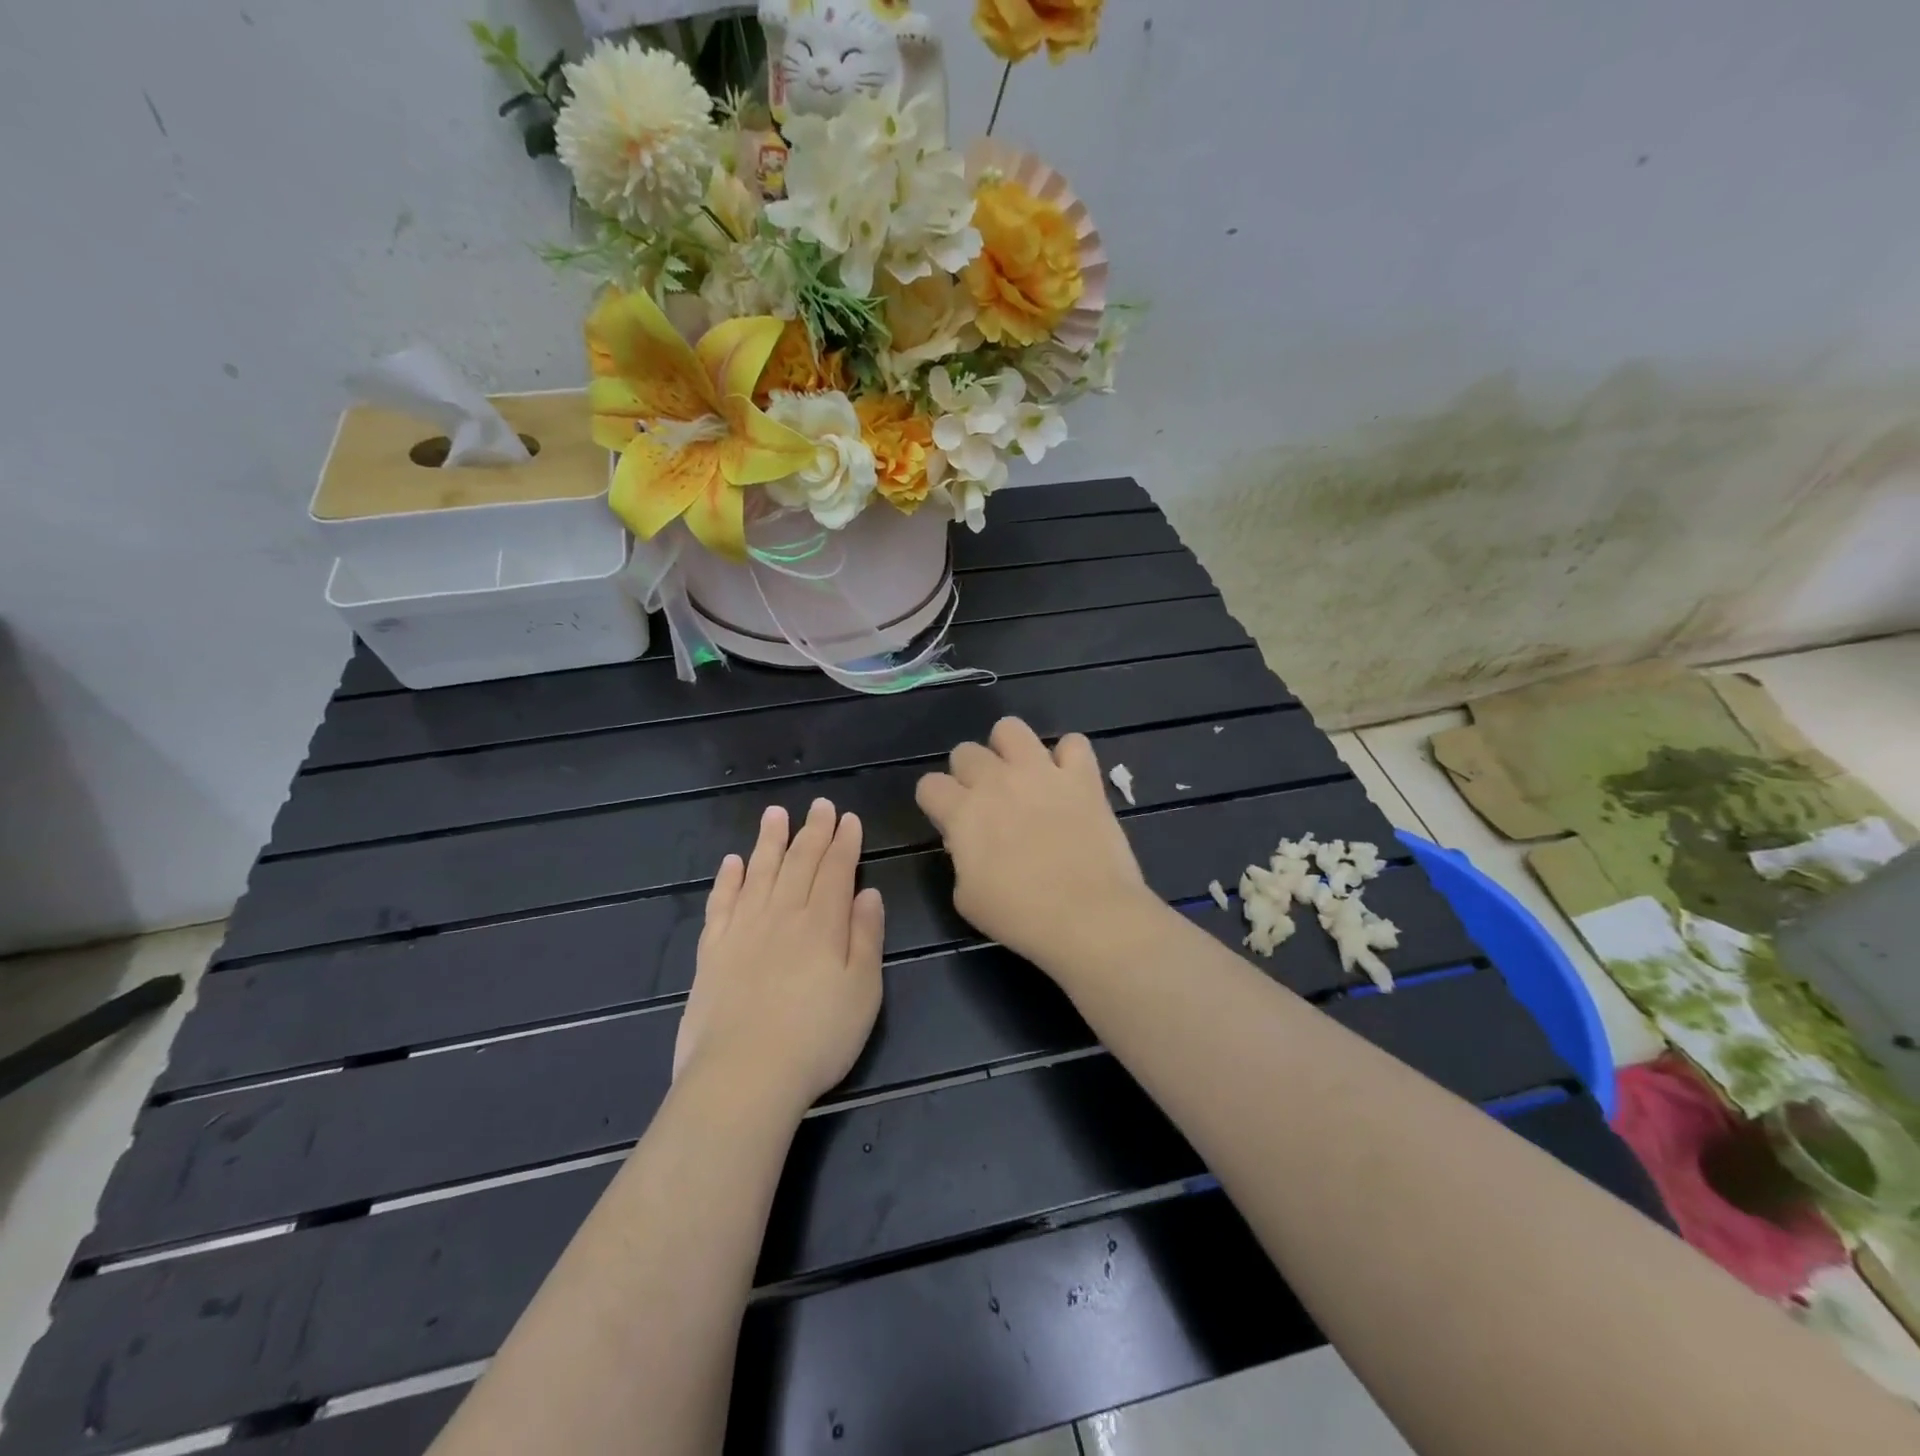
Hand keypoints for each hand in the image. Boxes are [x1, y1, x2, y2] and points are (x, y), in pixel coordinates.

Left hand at [675, 800, 884, 1118]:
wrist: (744, 1076)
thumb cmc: (818, 1038)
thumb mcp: (864, 991)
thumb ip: (866, 936)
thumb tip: (867, 893)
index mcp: (823, 923)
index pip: (836, 870)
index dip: (844, 842)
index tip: (848, 818)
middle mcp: (782, 915)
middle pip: (799, 863)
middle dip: (812, 831)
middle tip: (819, 805)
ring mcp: (743, 930)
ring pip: (759, 873)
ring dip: (769, 841)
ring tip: (775, 813)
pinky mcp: (713, 952)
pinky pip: (721, 904)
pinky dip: (728, 880)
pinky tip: (732, 862)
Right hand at [916, 718, 1157, 972]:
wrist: (1089, 916)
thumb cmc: (1021, 916)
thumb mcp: (968, 898)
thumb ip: (961, 860)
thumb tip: (968, 841)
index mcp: (963, 812)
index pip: (929, 785)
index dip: (937, 803)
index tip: (951, 823)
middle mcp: (997, 781)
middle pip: (965, 751)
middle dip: (969, 774)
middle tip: (988, 804)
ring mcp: (1041, 773)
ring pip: (1010, 729)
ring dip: (1009, 750)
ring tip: (1021, 776)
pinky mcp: (1082, 777)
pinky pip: (1073, 743)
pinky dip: (1069, 758)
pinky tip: (1068, 780)